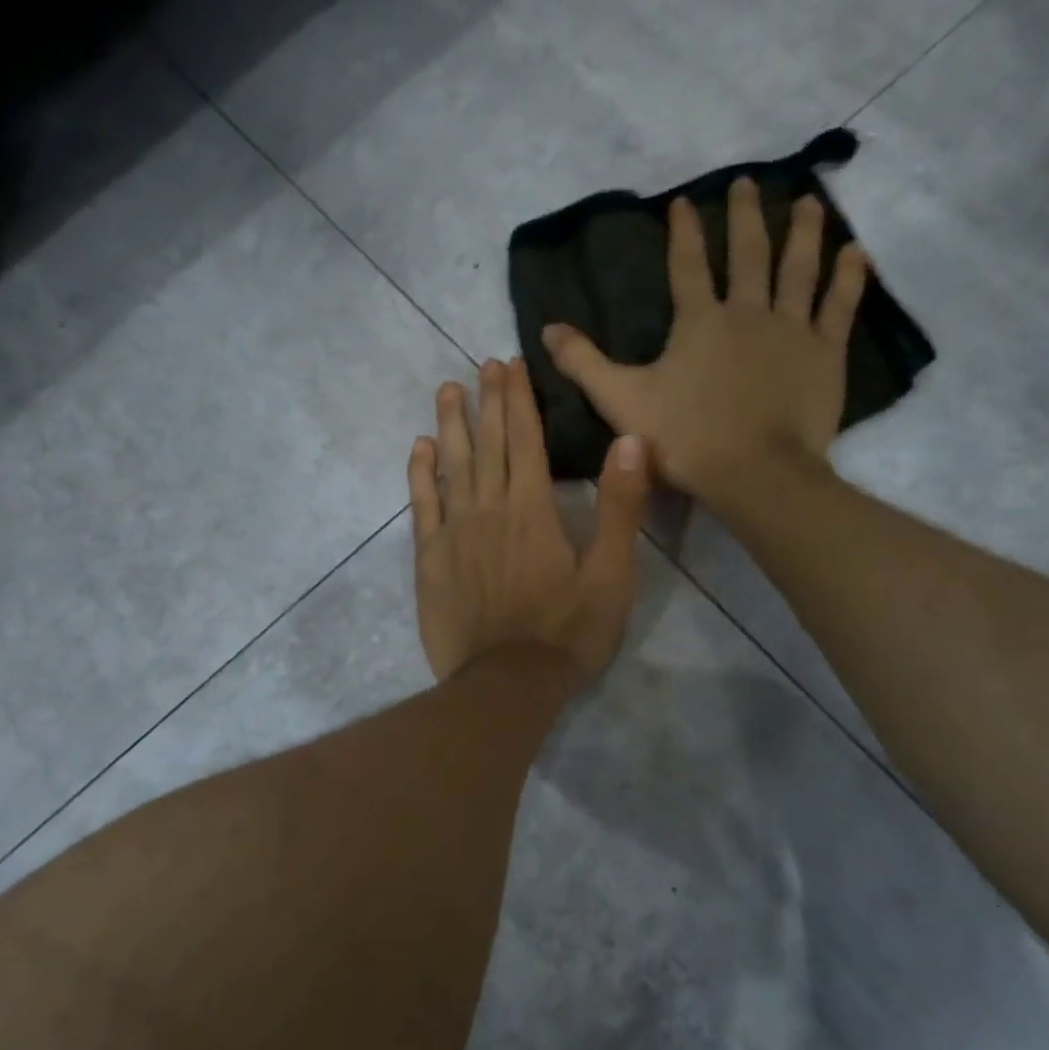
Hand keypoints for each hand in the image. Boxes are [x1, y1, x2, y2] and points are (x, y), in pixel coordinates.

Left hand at [410, 358, 649, 683]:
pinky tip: (418, 448)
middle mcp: (490, 508)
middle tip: (481, 365)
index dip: (518, 400)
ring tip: (447, 389)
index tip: (510, 365)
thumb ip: (621, 506)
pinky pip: (422, 505)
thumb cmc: (567, 631)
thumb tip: (630, 440)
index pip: (525, 440)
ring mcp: (454, 532)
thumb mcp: (612, 574)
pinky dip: (419, 474)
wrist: (506, 684)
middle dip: (486, 400)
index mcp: (533, 509)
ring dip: (449, 425)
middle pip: (487, 443)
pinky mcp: (430, 558)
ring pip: (450, 465)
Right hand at [540, 178, 867, 502]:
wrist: (754, 473)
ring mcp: (791, 330)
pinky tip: (856, 252)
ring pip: (799, 269)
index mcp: (698, 322)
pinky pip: (839, 306)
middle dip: (744, 216)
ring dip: (802, 232)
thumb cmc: (685, 438)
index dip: (684, 231)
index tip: (684, 200)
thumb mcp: (621, 401)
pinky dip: (849, 278)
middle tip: (747, 182)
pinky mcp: (825, 353)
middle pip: (747, 254)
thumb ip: (584, 364)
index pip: (686, 266)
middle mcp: (746, 312)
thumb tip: (546, 329)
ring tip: (807, 201)